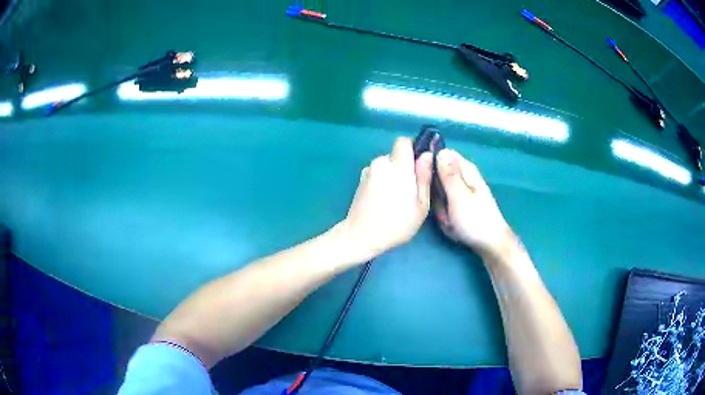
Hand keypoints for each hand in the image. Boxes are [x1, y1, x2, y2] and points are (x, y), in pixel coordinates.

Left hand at [341, 137, 432, 261]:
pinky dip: (382, 181)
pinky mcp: (361, 180)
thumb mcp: (421, 205)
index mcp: (397, 166)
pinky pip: (377, 173)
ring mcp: (368, 171)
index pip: (404, 141)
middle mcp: (380, 163)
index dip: (413, 149)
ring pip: (387, 165)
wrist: (360, 236)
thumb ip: (424, 177)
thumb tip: (427, 155)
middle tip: (410, 189)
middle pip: (396, 155)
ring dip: (393, 175)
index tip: (419, 165)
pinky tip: (383, 200)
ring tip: (396, 198)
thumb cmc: (396, 223)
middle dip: (404, 167)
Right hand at [434, 149, 515, 259]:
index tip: (425, 177)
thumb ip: (448, 174)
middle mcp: (464, 178)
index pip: (443, 154)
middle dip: (436, 191)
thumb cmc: (475, 220)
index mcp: (466, 170)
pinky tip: (450, 224)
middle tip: (441, 206)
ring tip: (448, 218)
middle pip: (439, 176)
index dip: (431, 163)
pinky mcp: (461, 207)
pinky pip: (445, 206)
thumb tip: (440, 150)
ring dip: (440, 207)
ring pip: (440, 194)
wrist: (490, 245)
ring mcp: (462, 193)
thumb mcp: (458, 196)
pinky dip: (446, 216)